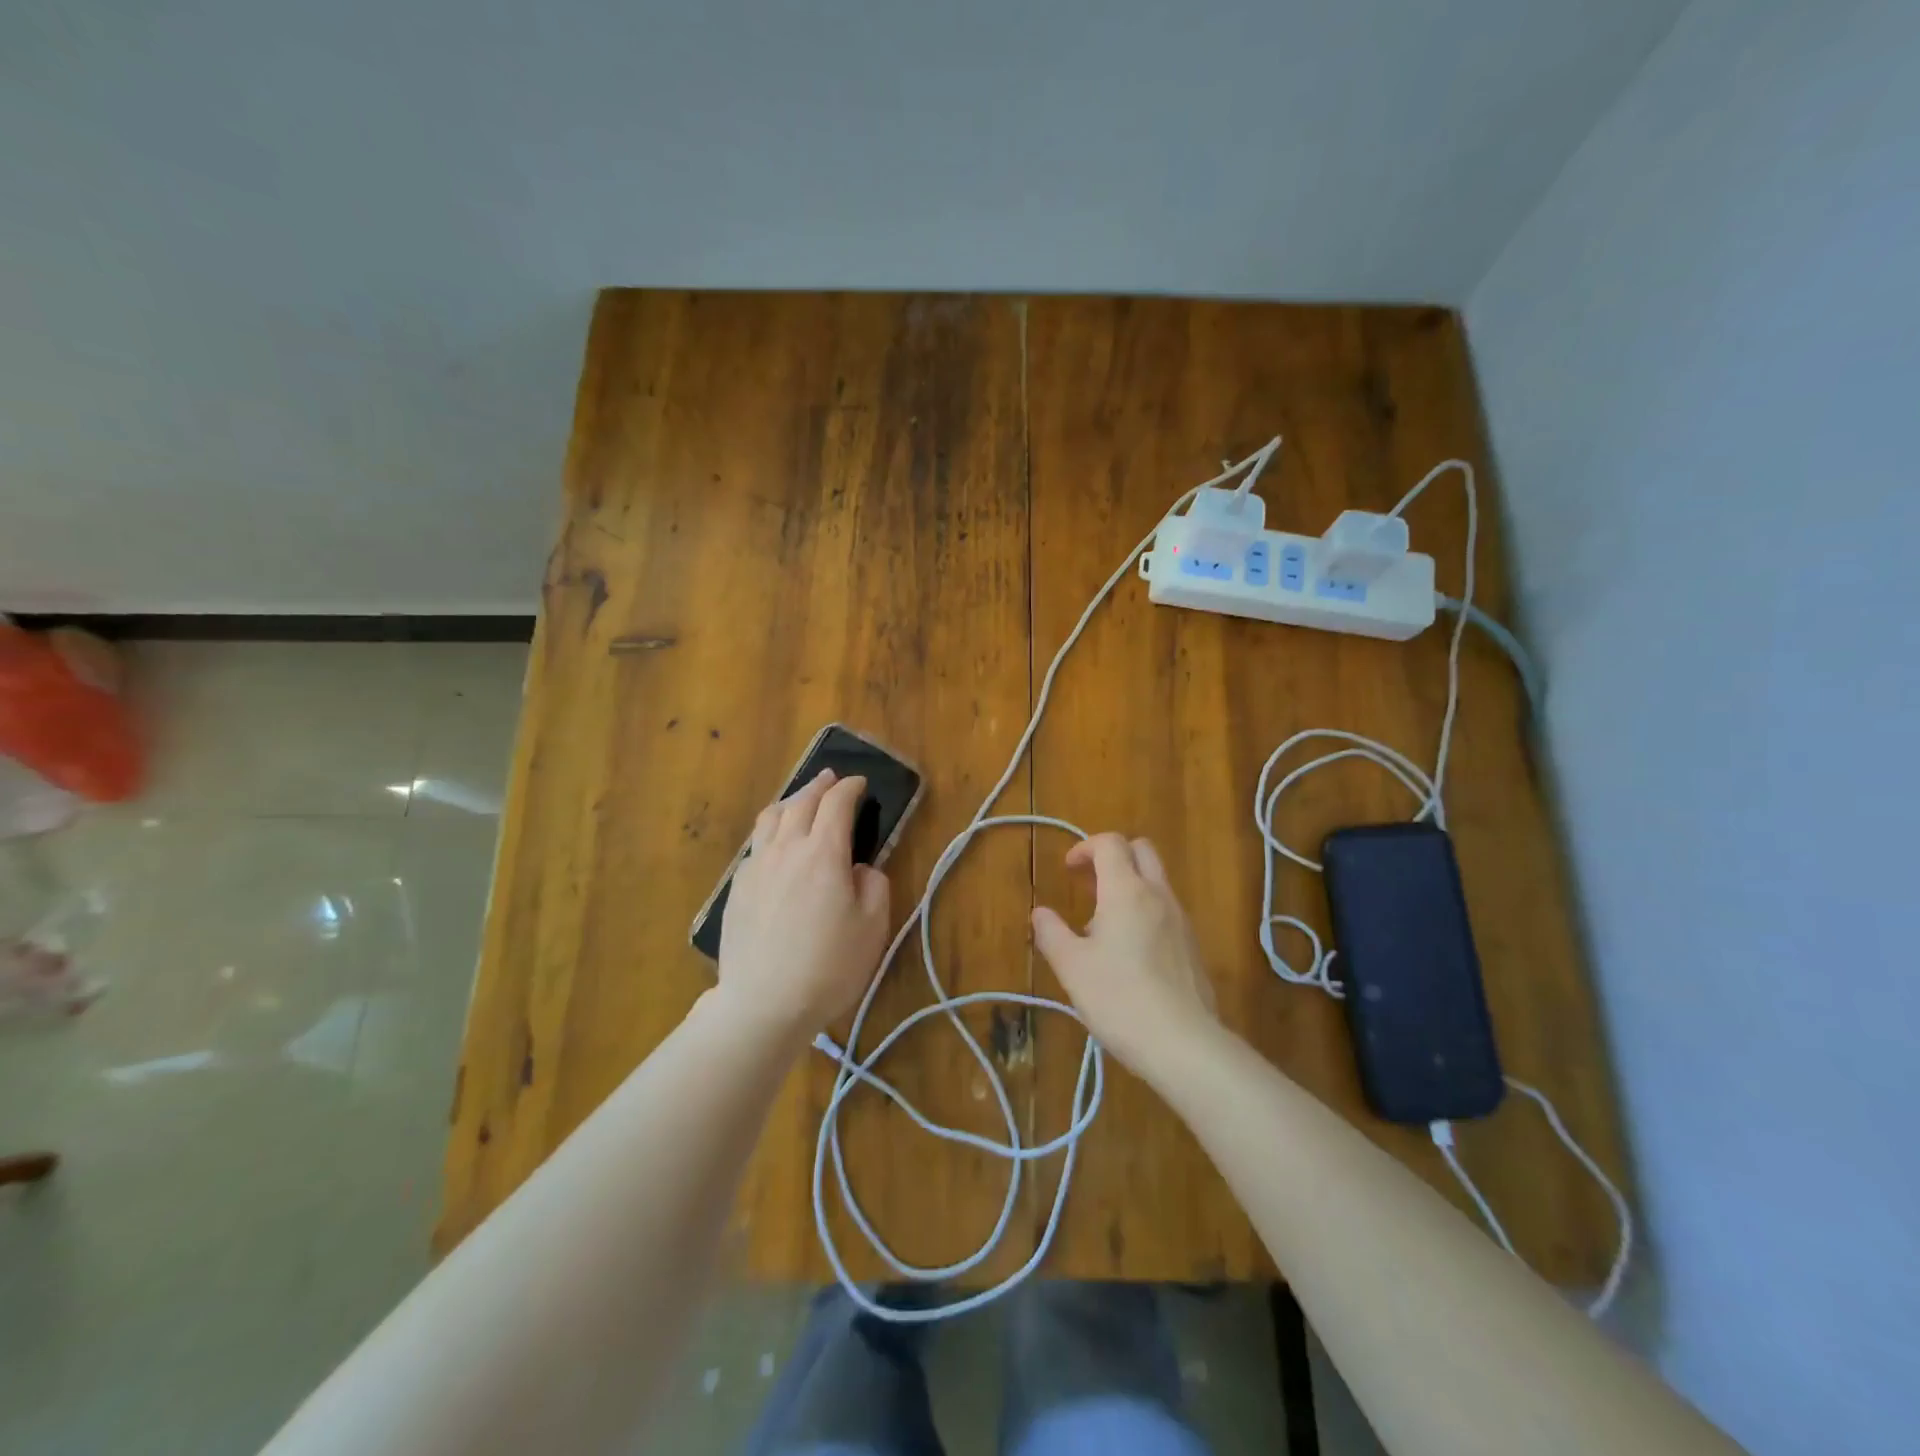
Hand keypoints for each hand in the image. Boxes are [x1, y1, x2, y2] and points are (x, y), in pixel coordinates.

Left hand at [714, 769, 891, 1042]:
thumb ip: (874, 885)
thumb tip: (860, 868)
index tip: (860, 784)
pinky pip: (756, 845)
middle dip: (819, 785)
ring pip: (770, 817)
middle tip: (831, 779)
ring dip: (790, 801)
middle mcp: (786, 849)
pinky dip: (771, 832)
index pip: (836, 804)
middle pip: (800, 802)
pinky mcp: (737, 888)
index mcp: (823, 853)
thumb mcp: (872, 927)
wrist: (764, 1003)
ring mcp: (756, 867)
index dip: (850, 788)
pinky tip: (776, 846)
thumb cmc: (829, 966)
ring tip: (800, 802)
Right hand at [1031, 833, 1218, 1073]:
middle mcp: (1158, 895)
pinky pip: (1166, 909)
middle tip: (1089, 884)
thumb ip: (1051, 933)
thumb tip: (1040, 913)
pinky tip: (1129, 952)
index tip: (1069, 869)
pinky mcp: (1192, 946)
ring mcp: (1181, 920)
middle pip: (1141, 850)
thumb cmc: (1119, 998)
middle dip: (1113, 856)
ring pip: (1156, 881)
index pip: (1111, 843)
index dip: (1086, 847)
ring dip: (1129, 885)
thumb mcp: (1071, 967)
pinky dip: (1145, 910)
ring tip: (1103, 924)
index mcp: (1126, 891)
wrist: (1183, 1043)